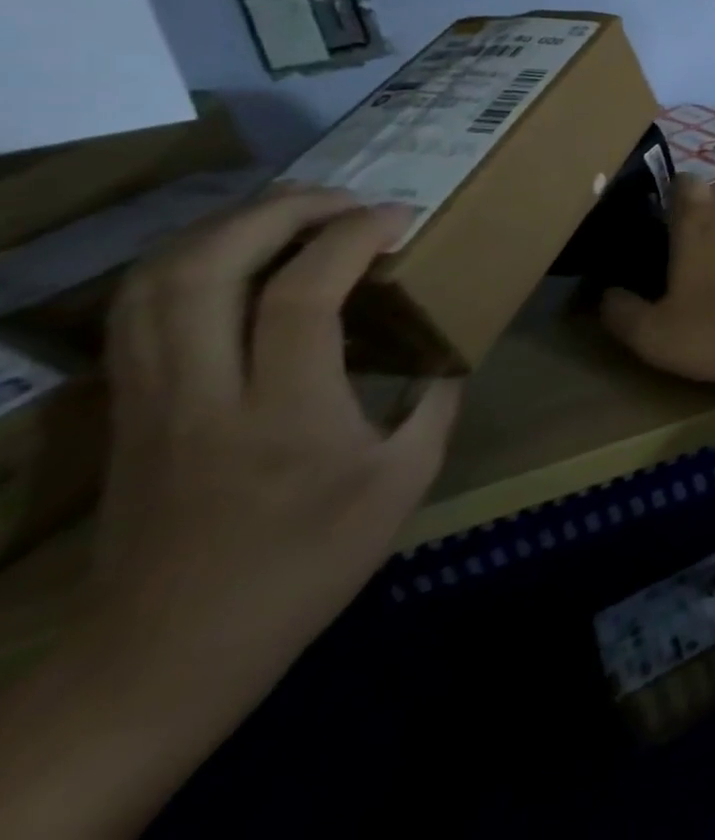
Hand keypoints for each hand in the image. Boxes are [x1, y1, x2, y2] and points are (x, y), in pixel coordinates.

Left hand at [86, 188, 461, 697]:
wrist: (168, 653)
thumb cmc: (306, 566)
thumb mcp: (404, 483)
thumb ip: (434, 404)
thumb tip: (449, 351)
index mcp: (285, 415)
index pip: (300, 295)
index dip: (350, 238)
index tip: (398, 217)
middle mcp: (203, 394)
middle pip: (206, 268)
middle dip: (278, 212)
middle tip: (342, 199)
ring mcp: (149, 399)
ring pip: (155, 281)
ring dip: (225, 227)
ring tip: (290, 213)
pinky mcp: (126, 408)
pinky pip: (138, 310)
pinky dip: (186, 261)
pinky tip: (233, 259)